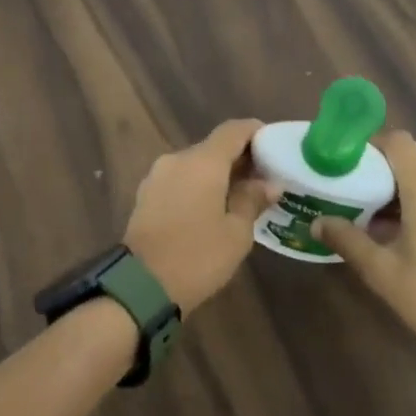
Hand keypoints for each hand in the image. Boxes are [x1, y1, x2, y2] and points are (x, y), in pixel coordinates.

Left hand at [124, 119, 278, 314]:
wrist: (140, 286)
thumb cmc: (197, 257)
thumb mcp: (236, 233)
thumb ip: (252, 200)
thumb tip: (269, 183)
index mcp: (202, 162)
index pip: (234, 130)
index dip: (257, 133)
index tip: (275, 147)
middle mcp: (177, 159)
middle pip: (214, 147)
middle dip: (240, 158)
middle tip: (264, 179)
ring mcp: (157, 176)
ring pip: (195, 164)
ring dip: (218, 174)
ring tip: (240, 197)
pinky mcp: (146, 194)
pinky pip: (180, 180)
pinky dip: (198, 186)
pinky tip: (212, 208)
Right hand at [313, 131, 415, 361]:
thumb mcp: (380, 271)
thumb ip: (346, 239)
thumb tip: (317, 222)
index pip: (399, 142)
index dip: (371, 145)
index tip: (349, 165)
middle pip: (413, 161)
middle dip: (383, 173)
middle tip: (355, 196)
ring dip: (403, 191)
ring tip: (378, 221)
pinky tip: (409, 237)